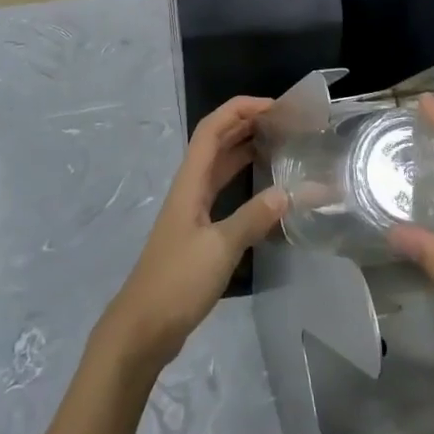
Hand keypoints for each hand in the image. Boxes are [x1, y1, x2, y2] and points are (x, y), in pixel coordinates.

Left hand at [99, 97, 286, 371]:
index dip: (240, 110)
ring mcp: (192, 210)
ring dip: (245, 149)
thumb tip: (289, 192)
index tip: (275, 106)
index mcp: (190, 182)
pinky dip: (243, 181)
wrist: (144, 327)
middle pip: (216, 142)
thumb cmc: (178, 281)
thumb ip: (254, 218)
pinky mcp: (198, 232)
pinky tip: (266, 191)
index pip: (212, 129)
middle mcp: (190, 188)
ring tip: (280, 144)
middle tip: (285, 122)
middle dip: (246, 124)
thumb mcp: (220, 248)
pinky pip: (223, 192)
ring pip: (219, 166)